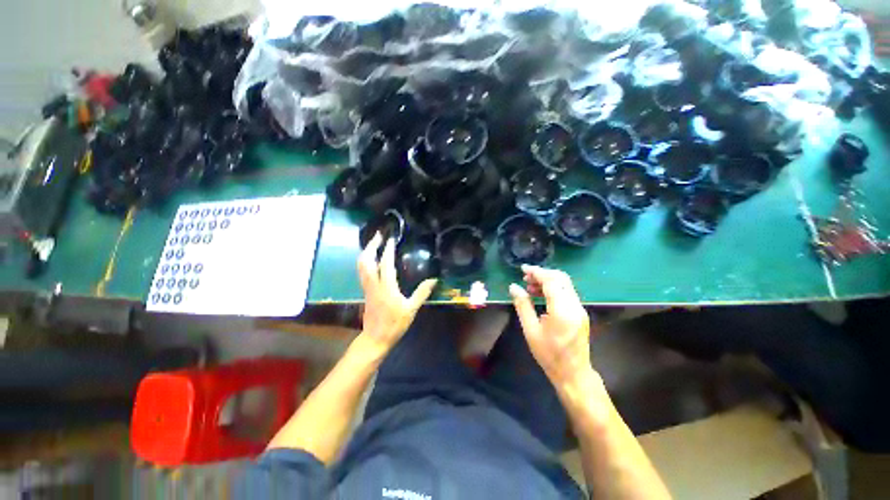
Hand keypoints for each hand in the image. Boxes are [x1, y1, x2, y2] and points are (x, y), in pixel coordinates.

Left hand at [357, 233, 436, 349]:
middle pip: (366, 261)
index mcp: (387, 287)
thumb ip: (422, 293)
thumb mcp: (411, 309)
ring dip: (366, 252)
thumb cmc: (394, 324)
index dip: (387, 249)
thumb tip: (433, 280)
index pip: (385, 263)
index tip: (391, 238)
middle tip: (378, 235)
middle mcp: (374, 284)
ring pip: (361, 266)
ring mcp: (367, 288)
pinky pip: (363, 271)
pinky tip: (372, 259)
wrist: (375, 338)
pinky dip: (366, 261)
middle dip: (371, 245)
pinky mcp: (366, 291)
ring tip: (374, 243)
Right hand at [509, 265, 591, 385]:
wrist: (573, 373)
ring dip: (548, 281)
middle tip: (525, 277)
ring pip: (565, 285)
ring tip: (529, 286)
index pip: (551, 281)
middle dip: (542, 274)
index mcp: (562, 310)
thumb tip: (513, 287)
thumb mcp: (530, 330)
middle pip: (561, 278)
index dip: (536, 272)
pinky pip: (567, 293)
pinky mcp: (580, 313)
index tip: (523, 269)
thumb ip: (522, 305)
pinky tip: (540, 295)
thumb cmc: (548, 354)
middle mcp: (574, 305)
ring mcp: (580, 309)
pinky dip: (553, 289)